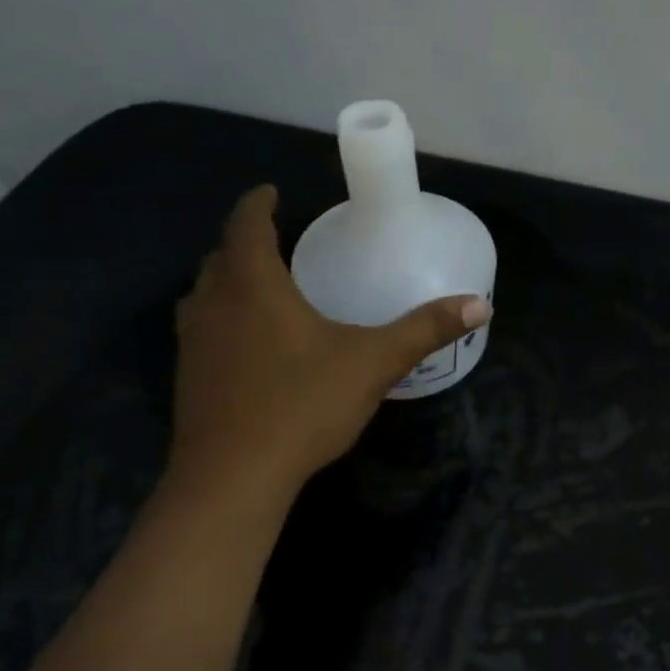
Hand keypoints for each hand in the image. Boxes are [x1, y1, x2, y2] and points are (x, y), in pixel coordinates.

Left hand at [167, 186, 490, 505]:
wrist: (233, 478)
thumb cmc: (303, 404)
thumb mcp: (375, 362)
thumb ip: (426, 329)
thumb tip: (481, 305)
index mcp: (254, 286)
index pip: (246, 225)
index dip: (257, 203)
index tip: (271, 192)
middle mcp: (214, 304)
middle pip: (220, 257)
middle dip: (245, 242)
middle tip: (279, 241)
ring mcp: (194, 343)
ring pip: (204, 294)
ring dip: (228, 280)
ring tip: (262, 286)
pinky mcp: (188, 378)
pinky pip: (202, 329)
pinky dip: (223, 318)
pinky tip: (251, 345)